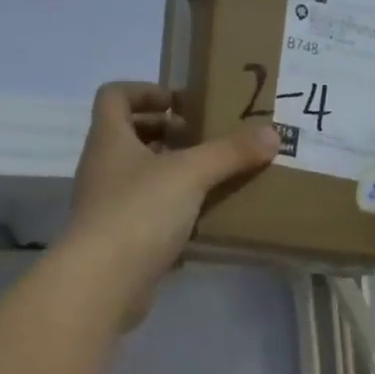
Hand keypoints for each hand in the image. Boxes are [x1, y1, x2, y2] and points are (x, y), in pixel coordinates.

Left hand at [64, 83, 277, 326]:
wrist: (103, 282)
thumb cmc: (139, 212)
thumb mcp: (190, 174)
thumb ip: (230, 152)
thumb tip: (272, 133)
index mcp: (109, 140)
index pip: (115, 96)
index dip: (145, 91)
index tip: (180, 103)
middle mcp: (102, 169)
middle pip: (128, 137)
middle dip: (165, 134)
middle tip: (202, 141)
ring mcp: (106, 207)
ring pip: (138, 179)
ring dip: (170, 175)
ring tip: (210, 180)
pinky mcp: (118, 242)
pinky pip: (146, 216)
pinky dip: (171, 214)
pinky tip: (201, 223)